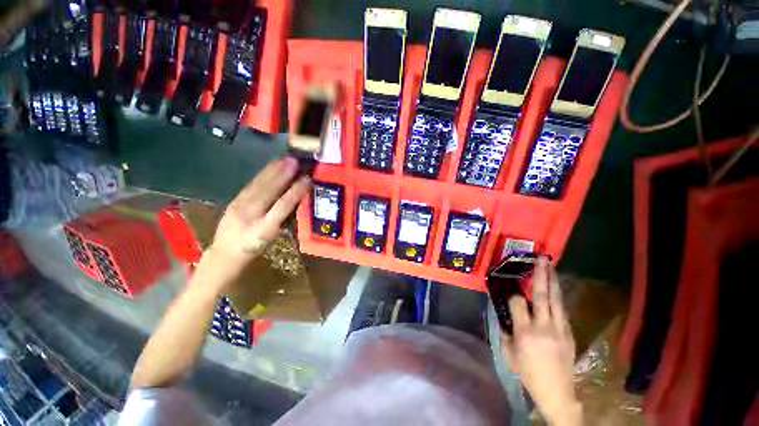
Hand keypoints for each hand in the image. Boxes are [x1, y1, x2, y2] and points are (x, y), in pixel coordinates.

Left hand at [208, 157, 309, 270]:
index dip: (295, 192)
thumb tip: (295, 199)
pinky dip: (262, 175)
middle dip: (283, 175)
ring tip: (284, 159)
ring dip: (272, 171)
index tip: (306, 179)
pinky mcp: (233, 201)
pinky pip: (250, 185)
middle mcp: (250, 216)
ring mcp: (238, 207)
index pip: (282, 206)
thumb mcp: (272, 237)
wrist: (224, 253)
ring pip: (258, 185)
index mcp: (263, 229)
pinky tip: (270, 167)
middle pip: (268, 192)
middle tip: (295, 161)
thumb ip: (282, 218)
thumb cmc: (255, 248)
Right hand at [501, 258, 579, 425]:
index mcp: (525, 332)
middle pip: (542, 295)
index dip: (513, 294)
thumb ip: (505, 332)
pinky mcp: (569, 332)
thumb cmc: (528, 373)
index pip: (517, 303)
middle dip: (541, 275)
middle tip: (541, 259)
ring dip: (552, 281)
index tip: (510, 292)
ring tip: (550, 266)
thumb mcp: (509, 354)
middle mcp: (543, 326)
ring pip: (556, 299)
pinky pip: (562, 310)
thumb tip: (505, 316)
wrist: (557, 391)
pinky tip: (555, 288)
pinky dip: (557, 297)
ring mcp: (559, 328)